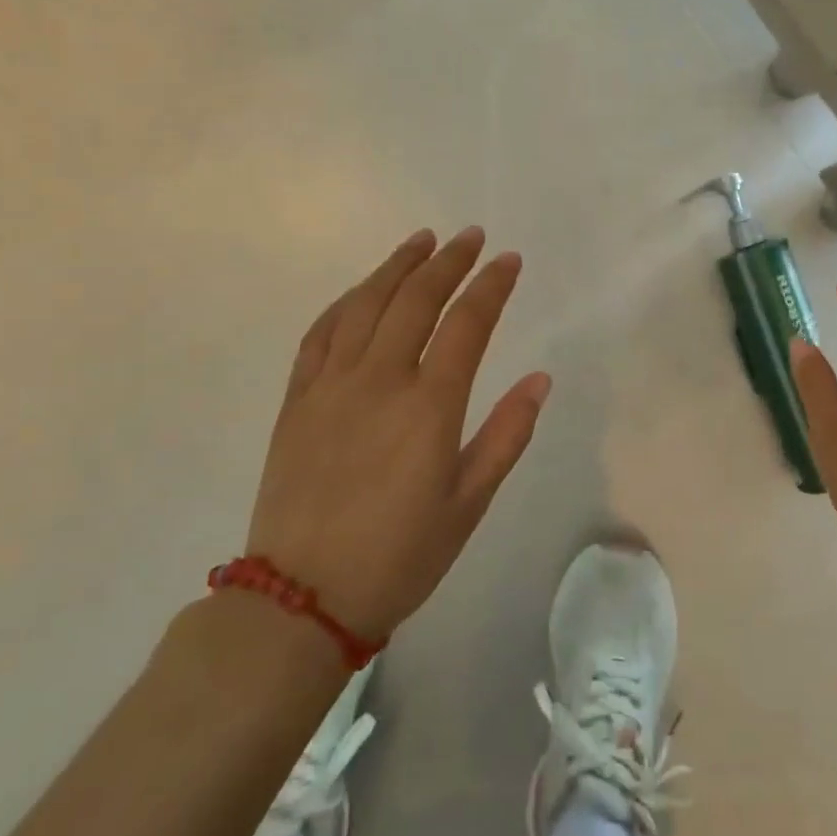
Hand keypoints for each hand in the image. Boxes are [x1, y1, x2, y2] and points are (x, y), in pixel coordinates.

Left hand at [246, 227, 551, 639]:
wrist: (302, 599)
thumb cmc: (399, 556)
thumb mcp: (469, 503)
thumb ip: (506, 435)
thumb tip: (539, 379)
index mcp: (429, 406)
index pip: (468, 324)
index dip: (491, 286)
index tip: (509, 260)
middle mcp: (379, 380)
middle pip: (416, 299)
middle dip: (449, 261)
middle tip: (471, 237)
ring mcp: (331, 385)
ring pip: (366, 304)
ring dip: (397, 266)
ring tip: (422, 241)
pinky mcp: (297, 399)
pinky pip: (321, 333)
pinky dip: (347, 301)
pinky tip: (363, 289)